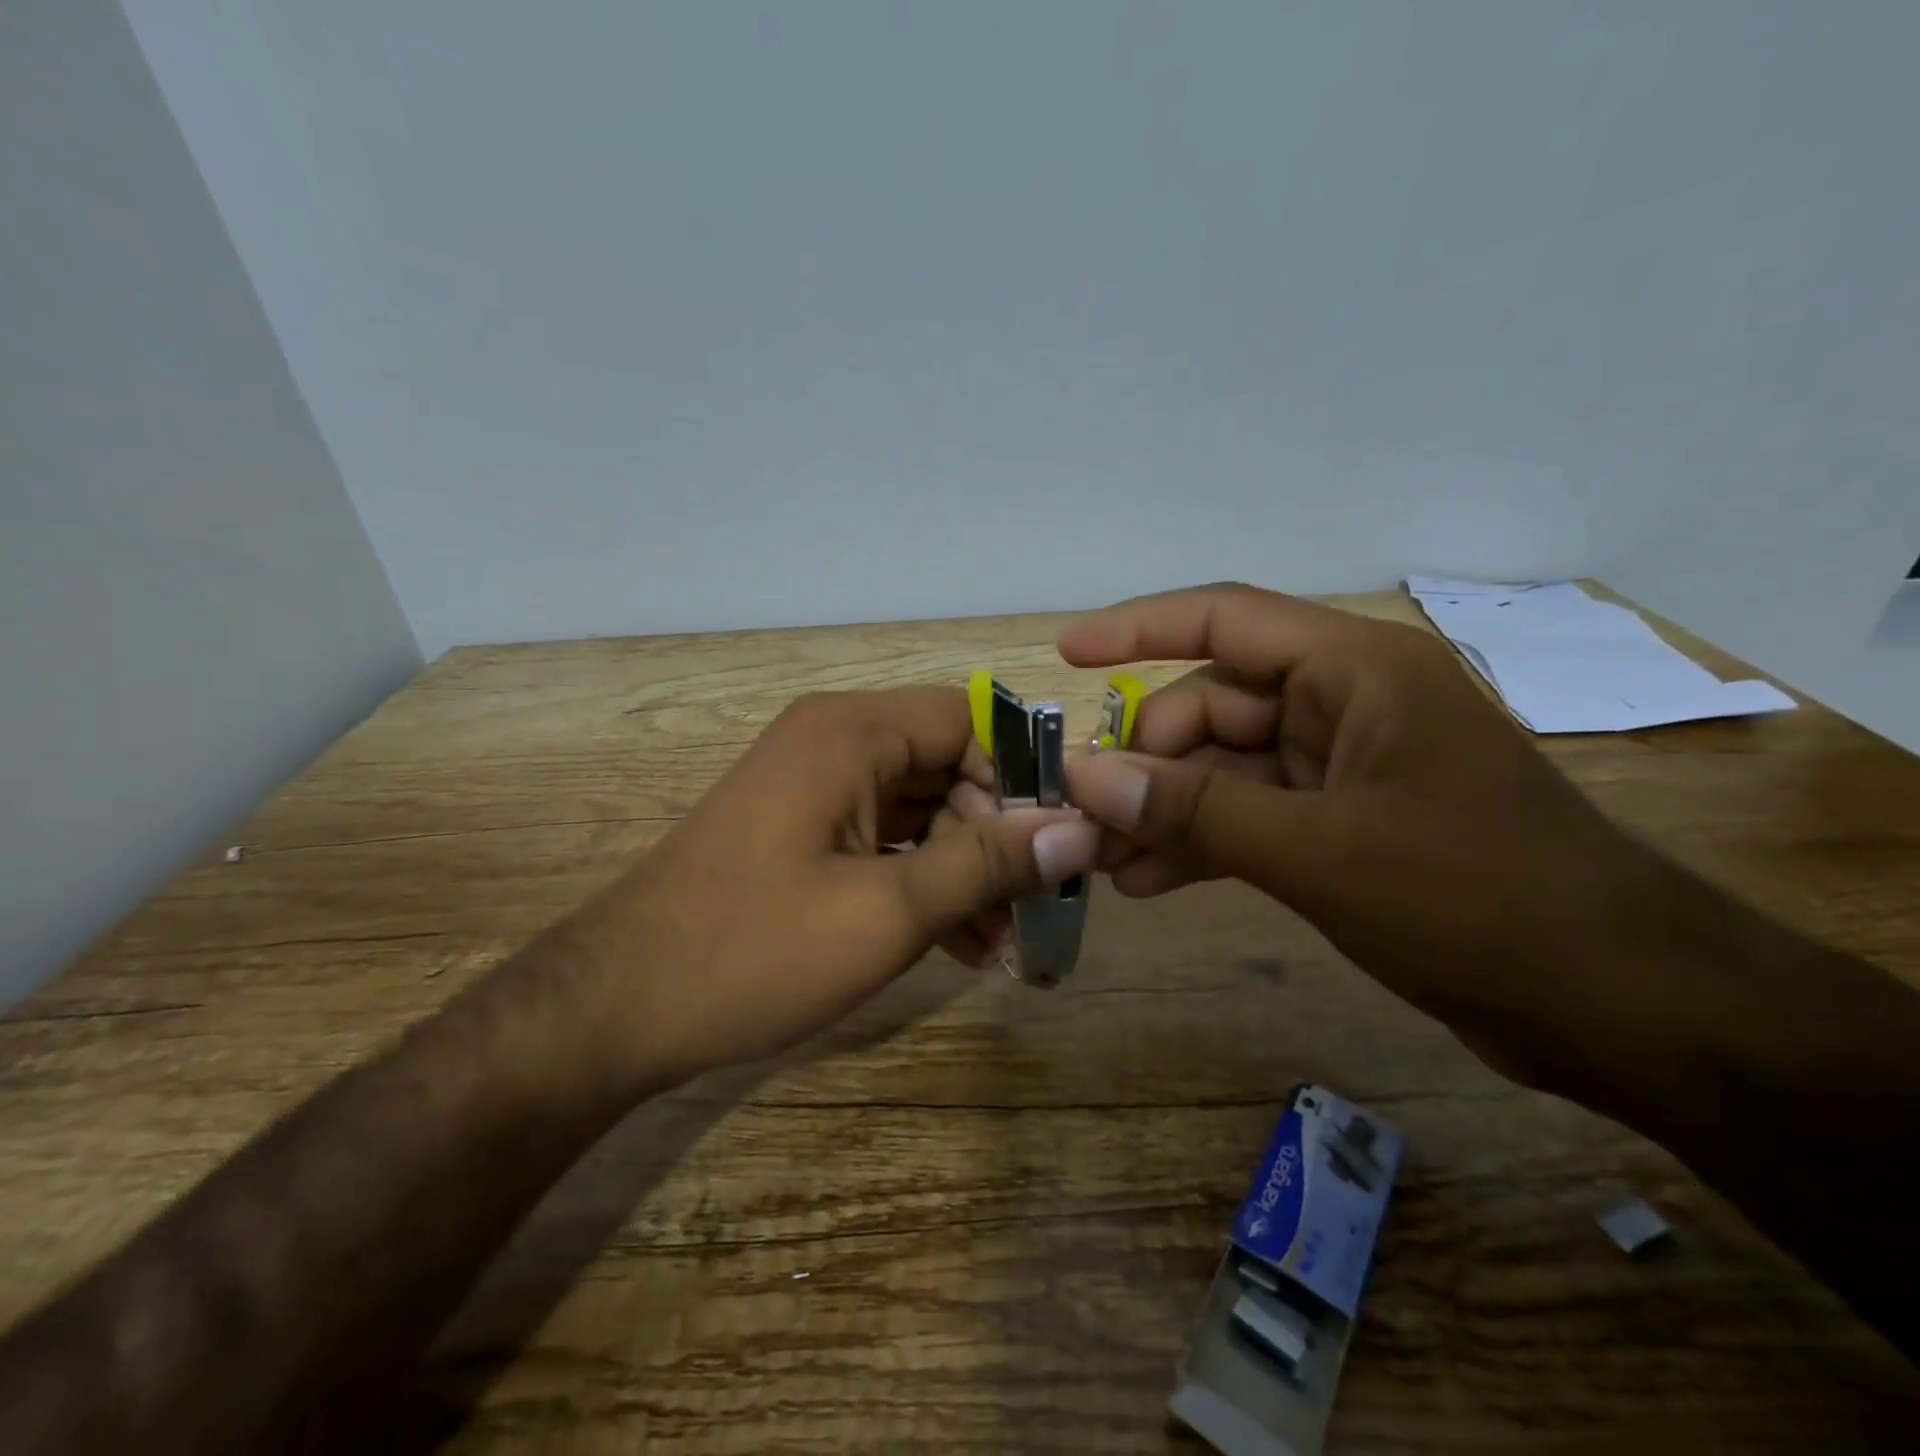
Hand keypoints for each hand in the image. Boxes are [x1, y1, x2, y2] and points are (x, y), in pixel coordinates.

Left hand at [567, 688, 1098, 1086]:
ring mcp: (817, 789)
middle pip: (949, 768)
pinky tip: (960, 946)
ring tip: (1004, 943)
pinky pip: (886, 841)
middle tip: (1039, 907)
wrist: (615, 1008)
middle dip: (997, 838)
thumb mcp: (886, 912)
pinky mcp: (805, 832)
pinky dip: (924, 883)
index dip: (1024, 776)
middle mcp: (836, 743)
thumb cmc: (752, 951)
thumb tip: (1079, 830)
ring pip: (922, 811)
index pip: (971, 721)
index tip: (1064, 841)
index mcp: (852, 733)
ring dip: (966, 871)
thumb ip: (986, 865)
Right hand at [1060, 584, 1685, 1091]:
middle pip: (1212, 705)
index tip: (1066, 654)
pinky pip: (1249, 815)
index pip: (1225, 620)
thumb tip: (1086, 777)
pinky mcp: (1343, 823)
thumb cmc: (1477, 899)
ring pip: (1223, 768)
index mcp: (1354, 671)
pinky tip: (1149, 882)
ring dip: (1164, 810)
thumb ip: (1195, 809)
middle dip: (1145, 760)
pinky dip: (1201, 843)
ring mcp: (1343, 767)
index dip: (1137, 628)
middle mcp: (1345, 704)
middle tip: (1084, 818)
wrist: (1620, 1003)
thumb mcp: (1318, 851)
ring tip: (1103, 861)